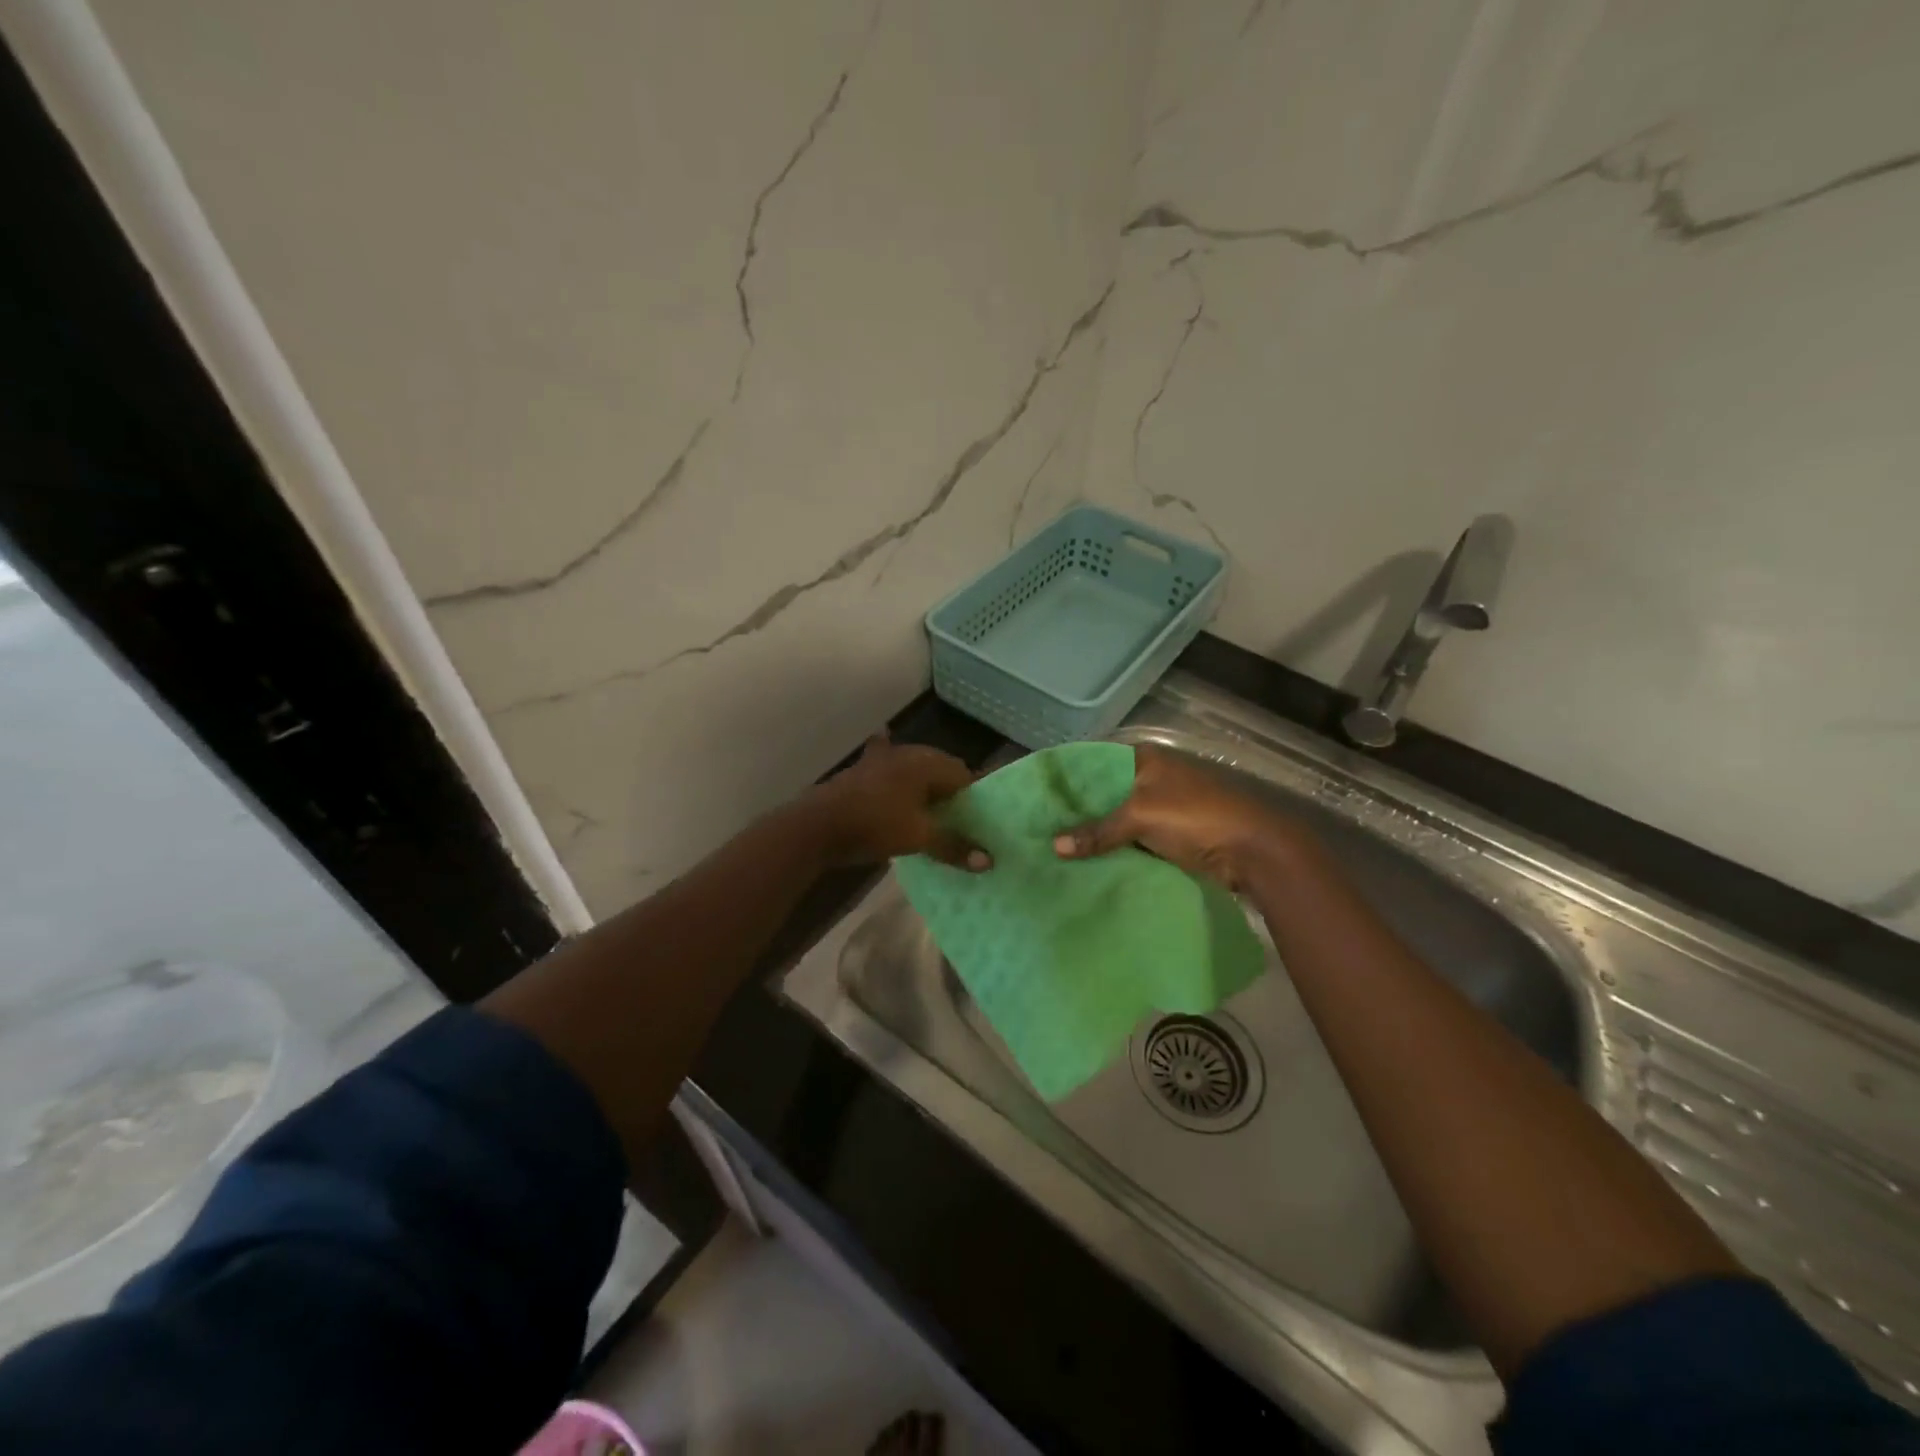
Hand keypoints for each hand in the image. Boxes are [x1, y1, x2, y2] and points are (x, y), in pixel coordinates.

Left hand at [807, 733, 990, 870]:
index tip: (979, 820)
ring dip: (924, 785)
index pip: (965, 774)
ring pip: (914, 769)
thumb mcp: (919, 838)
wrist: (818, 825)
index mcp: (927, 762)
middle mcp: (908, 753)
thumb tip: (989, 861)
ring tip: (932, 810)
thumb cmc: (876, 825)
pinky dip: (894, 769)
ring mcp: (882, 759)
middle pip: (940, 770)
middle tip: (958, 820)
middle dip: (951, 792)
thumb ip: (954, 846)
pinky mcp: (862, 771)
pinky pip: (887, 766)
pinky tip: (892, 761)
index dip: (975, 797)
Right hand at [1052, 744, 1306, 889]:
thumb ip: (1097, 830)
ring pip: (1117, 818)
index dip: (1067, 779)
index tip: (1036, 796)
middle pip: (1104, 792)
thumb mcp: (1141, 817)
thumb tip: (1054, 847)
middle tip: (1039, 827)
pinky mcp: (1168, 833)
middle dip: (1077, 811)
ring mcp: (1161, 806)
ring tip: (1053, 847)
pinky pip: (1131, 838)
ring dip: (1095, 833)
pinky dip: (1113, 848)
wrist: (1254, 850)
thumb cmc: (1196, 817)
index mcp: (1145, 758)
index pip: (1094, 762)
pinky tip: (1085, 862)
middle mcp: (1151, 777)